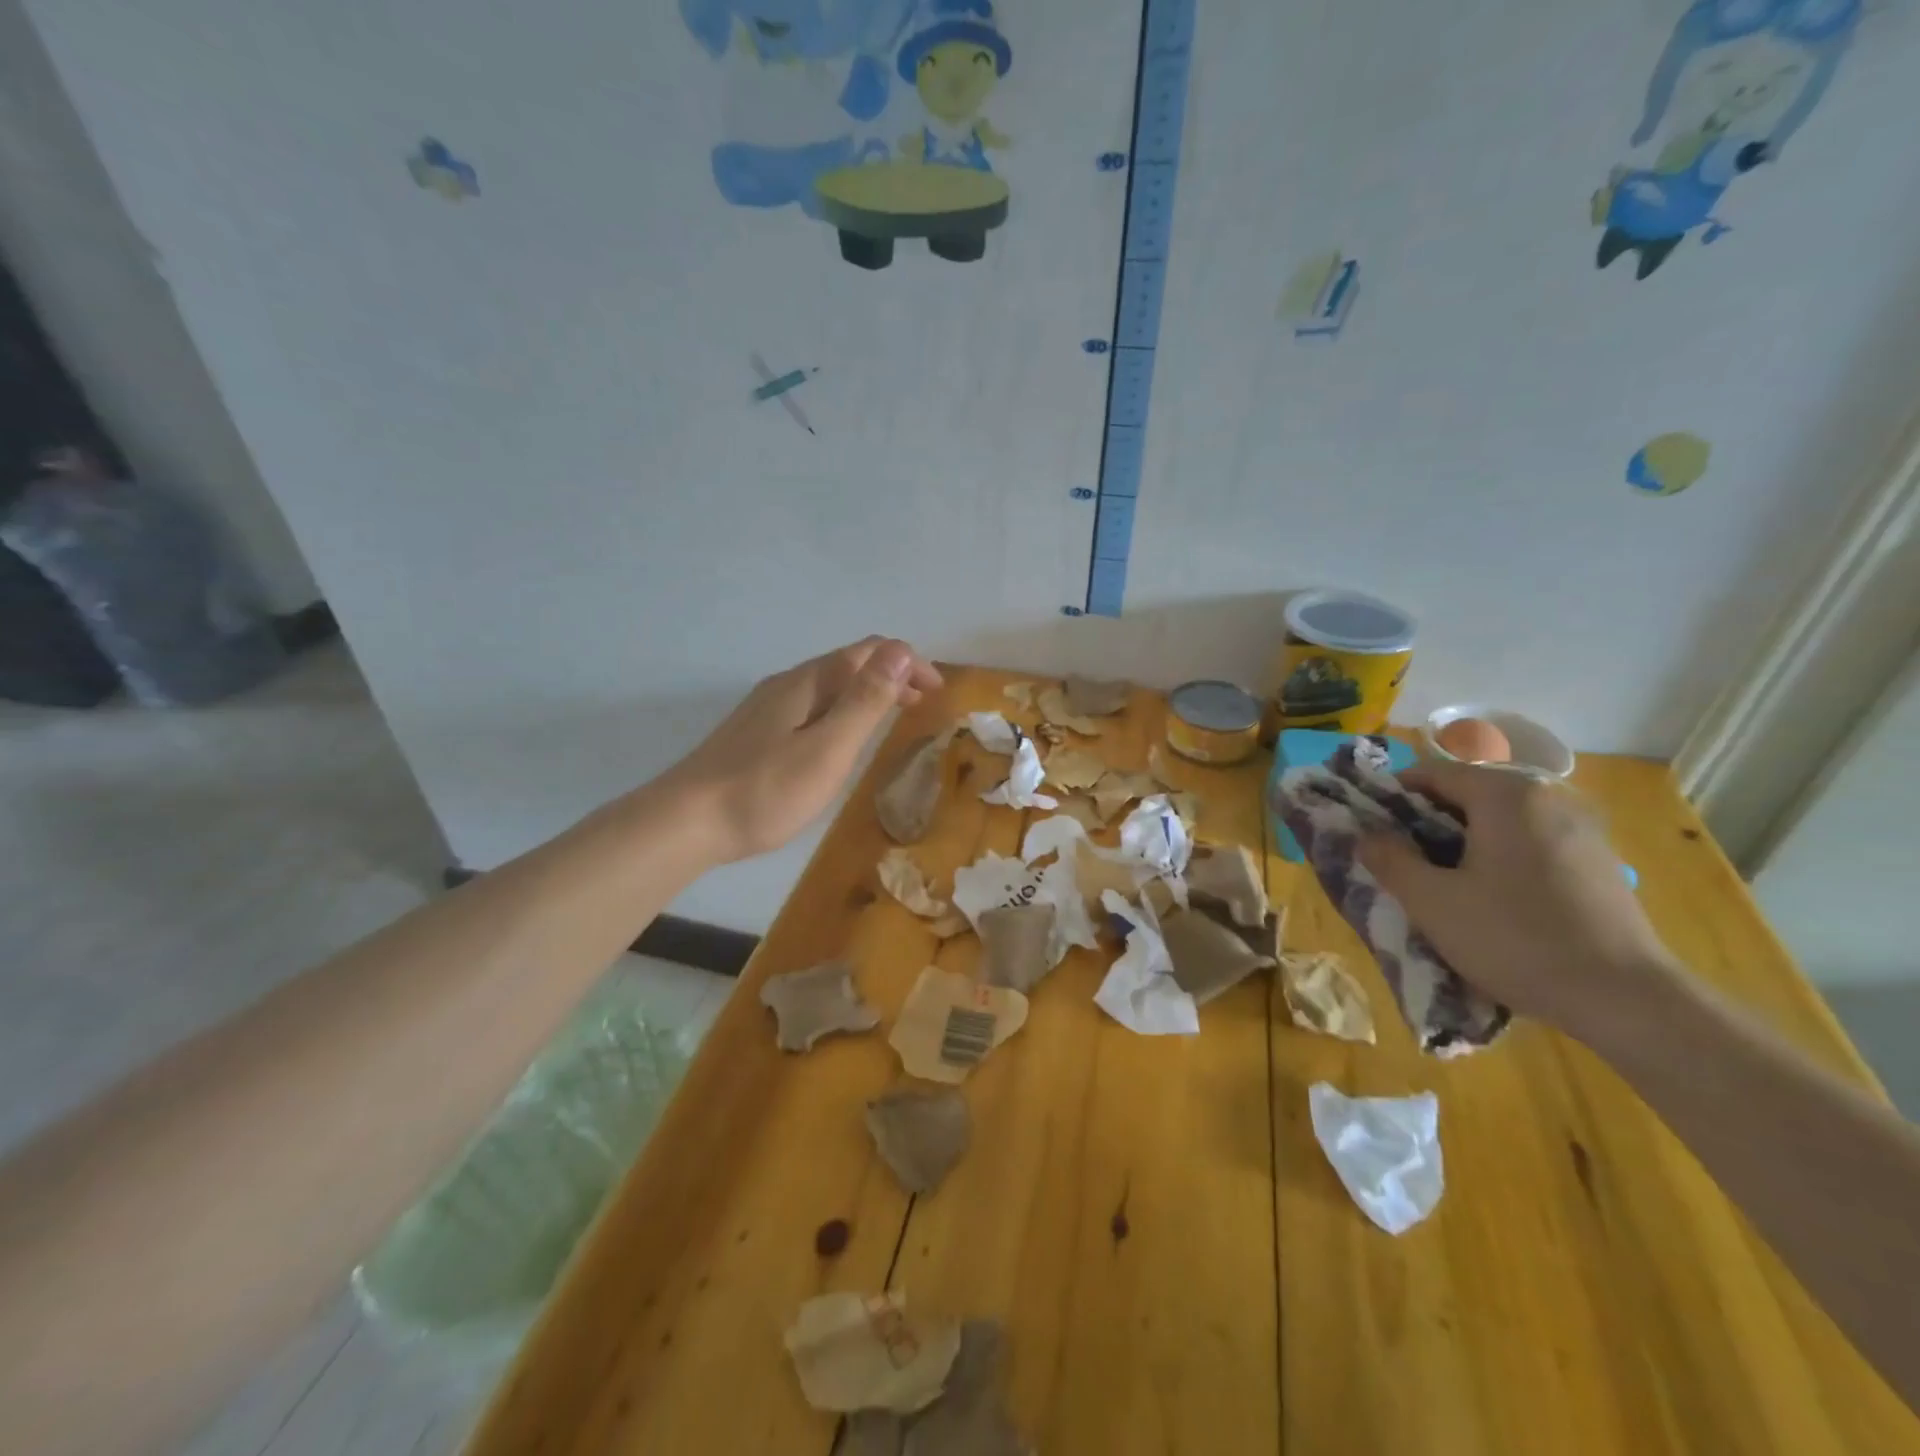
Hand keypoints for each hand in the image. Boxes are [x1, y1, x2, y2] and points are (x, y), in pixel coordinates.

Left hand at [660, 637, 942, 862]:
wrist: (684, 822)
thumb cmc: (765, 790)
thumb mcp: (828, 748)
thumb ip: (865, 701)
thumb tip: (900, 651)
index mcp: (808, 682)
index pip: (868, 652)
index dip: (908, 664)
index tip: (938, 693)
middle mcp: (787, 684)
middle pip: (848, 664)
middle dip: (891, 676)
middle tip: (922, 706)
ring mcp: (767, 708)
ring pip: (829, 686)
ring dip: (867, 694)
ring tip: (892, 719)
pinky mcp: (755, 733)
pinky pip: (812, 706)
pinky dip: (842, 710)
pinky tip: (841, 739)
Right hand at [1357, 761, 1680, 1044]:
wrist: (1626, 999)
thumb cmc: (1516, 939)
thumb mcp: (1431, 902)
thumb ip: (1389, 860)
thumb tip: (1366, 835)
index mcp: (1505, 795)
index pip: (1432, 772)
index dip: (1393, 797)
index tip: (1372, 830)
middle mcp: (1547, 798)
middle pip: (1468, 794)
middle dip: (1427, 822)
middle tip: (1402, 861)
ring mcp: (1581, 829)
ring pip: (1500, 820)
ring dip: (1464, 842)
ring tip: (1444, 884)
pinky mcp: (1600, 862)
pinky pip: (1531, 843)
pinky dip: (1500, 857)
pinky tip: (1493, 899)